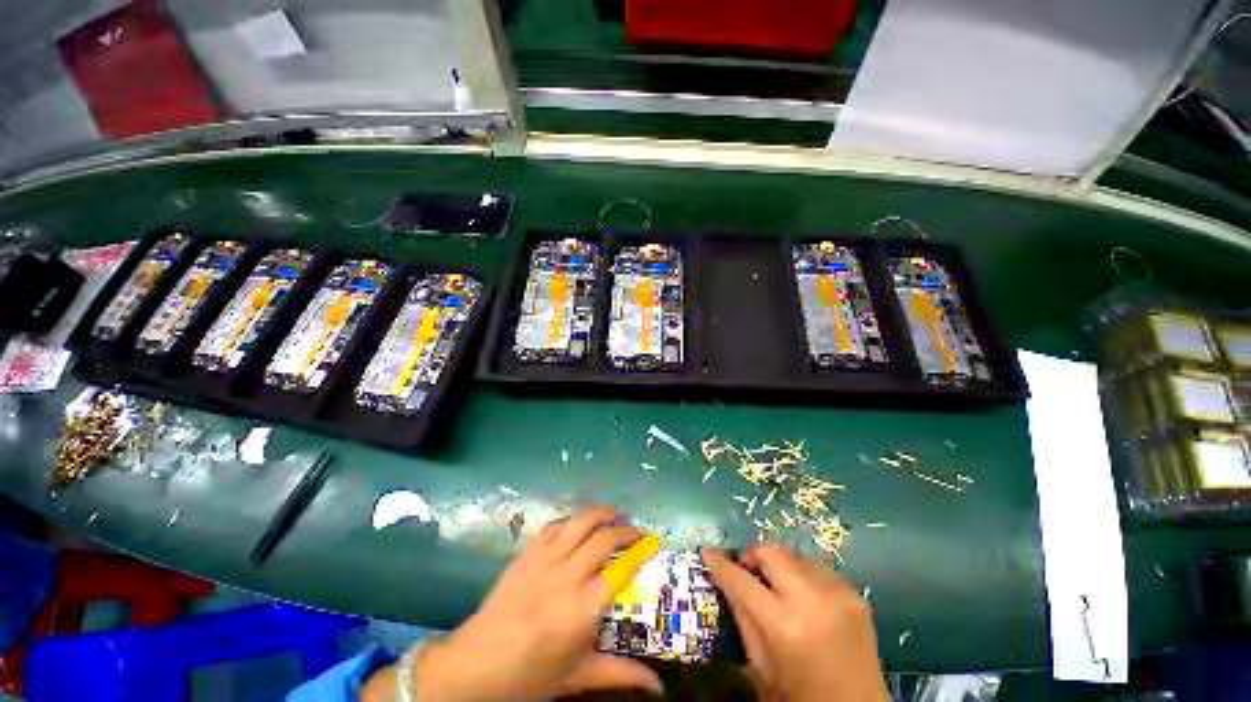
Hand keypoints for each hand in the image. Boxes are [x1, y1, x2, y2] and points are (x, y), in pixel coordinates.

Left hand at [366, 507, 661, 700]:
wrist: (476, 665)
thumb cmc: (530, 675)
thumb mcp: (578, 676)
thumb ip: (620, 674)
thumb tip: (660, 687)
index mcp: (583, 608)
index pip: (622, 569)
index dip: (640, 552)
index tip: (651, 543)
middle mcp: (567, 575)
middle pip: (604, 538)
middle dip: (624, 529)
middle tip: (635, 533)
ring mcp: (545, 559)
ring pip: (580, 522)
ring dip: (600, 513)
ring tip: (613, 514)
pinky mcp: (527, 553)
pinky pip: (554, 525)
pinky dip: (571, 520)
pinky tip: (578, 524)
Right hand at [701, 545, 886, 701]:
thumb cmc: (799, 696)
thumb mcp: (761, 664)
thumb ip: (742, 616)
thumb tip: (724, 577)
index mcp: (783, 626)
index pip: (740, 580)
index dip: (720, 563)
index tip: (708, 553)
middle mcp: (811, 601)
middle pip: (770, 552)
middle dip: (752, 555)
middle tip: (745, 568)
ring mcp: (838, 594)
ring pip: (794, 555)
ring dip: (780, 565)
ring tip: (777, 585)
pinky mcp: (856, 594)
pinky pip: (819, 568)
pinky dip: (804, 575)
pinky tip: (804, 596)